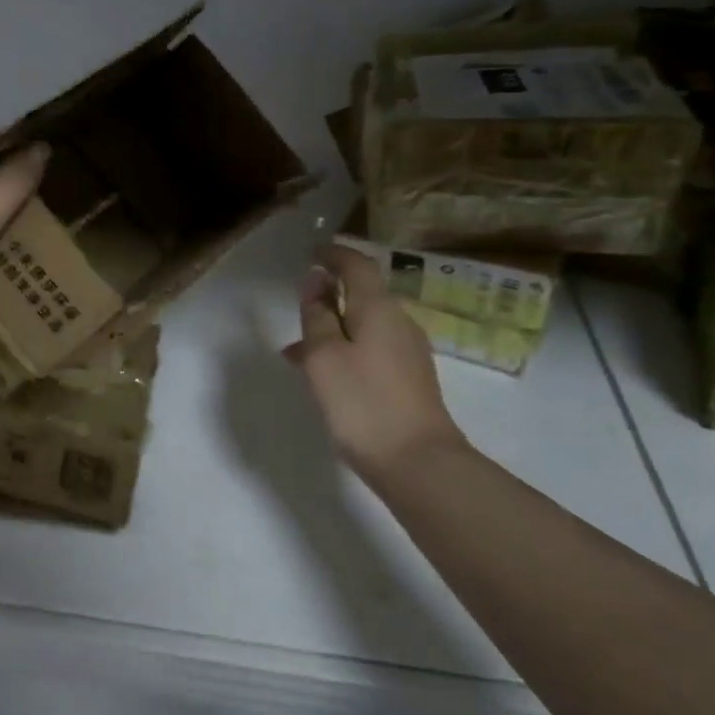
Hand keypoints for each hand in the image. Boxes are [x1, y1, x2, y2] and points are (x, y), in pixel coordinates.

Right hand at [285, 242, 467, 485]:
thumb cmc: (362, 402)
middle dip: (331, 293)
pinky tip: (323, 374)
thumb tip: (316, 280)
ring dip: (333, 326)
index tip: (311, 251)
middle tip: (299, 302)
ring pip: (365, 325)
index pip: (357, 266)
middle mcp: (400, 323)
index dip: (333, 254)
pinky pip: (371, 348)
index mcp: (379, 309)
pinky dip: (345, 348)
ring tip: (297, 348)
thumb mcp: (323, 355)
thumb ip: (317, 315)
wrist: (417, 463)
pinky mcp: (409, 379)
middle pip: (364, 294)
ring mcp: (409, 352)